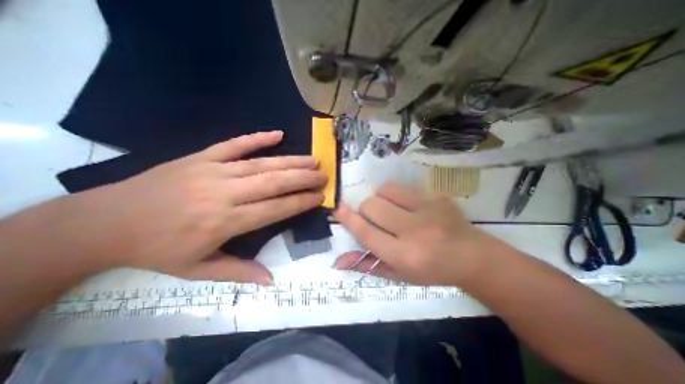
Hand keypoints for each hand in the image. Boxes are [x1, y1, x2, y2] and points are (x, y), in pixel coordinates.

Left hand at [73, 131, 323, 284]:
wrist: (105, 221)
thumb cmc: (158, 249)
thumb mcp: (197, 270)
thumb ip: (238, 273)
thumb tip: (271, 280)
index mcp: (225, 222)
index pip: (274, 209)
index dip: (300, 202)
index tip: (319, 197)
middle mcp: (224, 193)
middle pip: (273, 183)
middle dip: (303, 179)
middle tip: (323, 176)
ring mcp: (213, 171)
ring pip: (261, 163)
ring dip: (290, 161)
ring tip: (312, 160)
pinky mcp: (201, 156)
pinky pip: (234, 144)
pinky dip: (257, 138)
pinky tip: (277, 134)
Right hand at [333, 181, 497, 285]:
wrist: (472, 257)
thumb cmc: (431, 271)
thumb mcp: (398, 275)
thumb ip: (367, 265)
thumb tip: (338, 261)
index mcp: (404, 256)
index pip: (367, 233)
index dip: (349, 220)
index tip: (337, 209)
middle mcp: (415, 231)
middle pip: (372, 206)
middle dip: (366, 210)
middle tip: (376, 218)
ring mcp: (428, 209)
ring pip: (386, 190)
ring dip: (381, 198)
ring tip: (391, 209)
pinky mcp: (437, 196)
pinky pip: (404, 187)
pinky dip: (397, 194)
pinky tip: (409, 206)